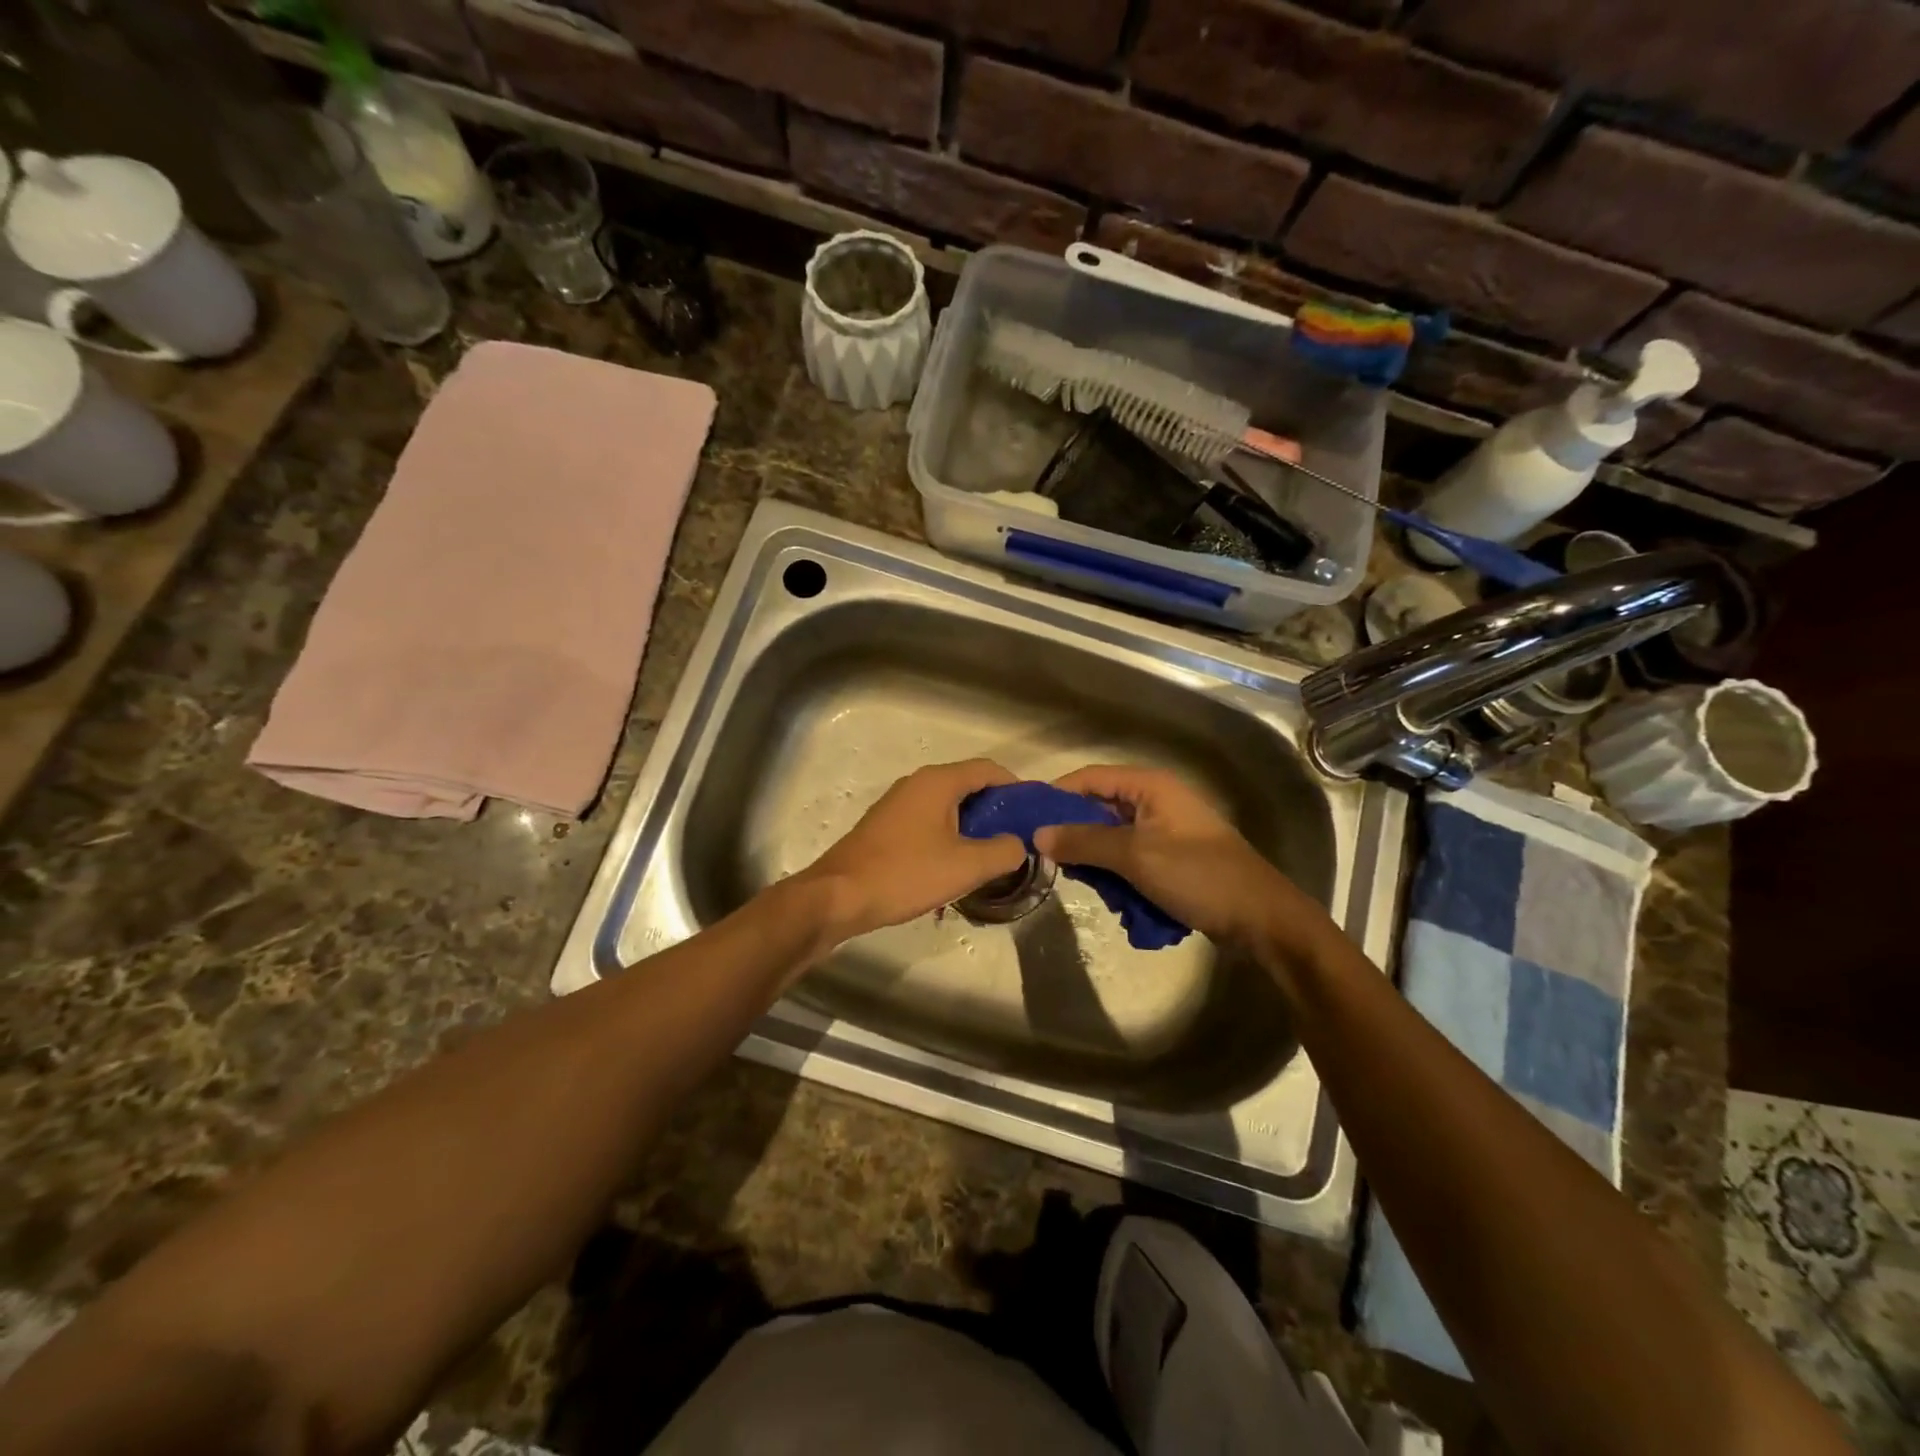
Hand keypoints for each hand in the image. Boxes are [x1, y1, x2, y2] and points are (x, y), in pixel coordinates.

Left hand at [798, 759, 1028, 941]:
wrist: (839, 895)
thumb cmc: (906, 874)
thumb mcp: (966, 866)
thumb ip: (1004, 851)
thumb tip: (1018, 844)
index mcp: (938, 782)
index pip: (988, 769)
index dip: (1016, 787)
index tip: (1033, 814)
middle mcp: (917, 783)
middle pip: (968, 785)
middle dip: (996, 809)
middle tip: (1017, 839)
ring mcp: (898, 803)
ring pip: (947, 805)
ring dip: (972, 825)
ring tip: (990, 855)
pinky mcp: (886, 825)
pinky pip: (928, 820)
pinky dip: (949, 834)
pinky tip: (954, 864)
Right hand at [1032, 765, 1331, 954]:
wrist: (1261, 918)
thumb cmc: (1198, 876)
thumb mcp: (1135, 856)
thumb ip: (1085, 841)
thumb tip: (1039, 834)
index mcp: (1150, 786)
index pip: (1090, 778)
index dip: (1058, 795)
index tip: (1028, 819)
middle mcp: (1156, 801)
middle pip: (1099, 808)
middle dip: (1076, 835)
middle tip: (1051, 861)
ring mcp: (1165, 831)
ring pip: (1112, 838)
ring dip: (1098, 861)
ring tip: (1087, 885)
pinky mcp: (1171, 858)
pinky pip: (1131, 859)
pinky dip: (1119, 876)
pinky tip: (1117, 900)